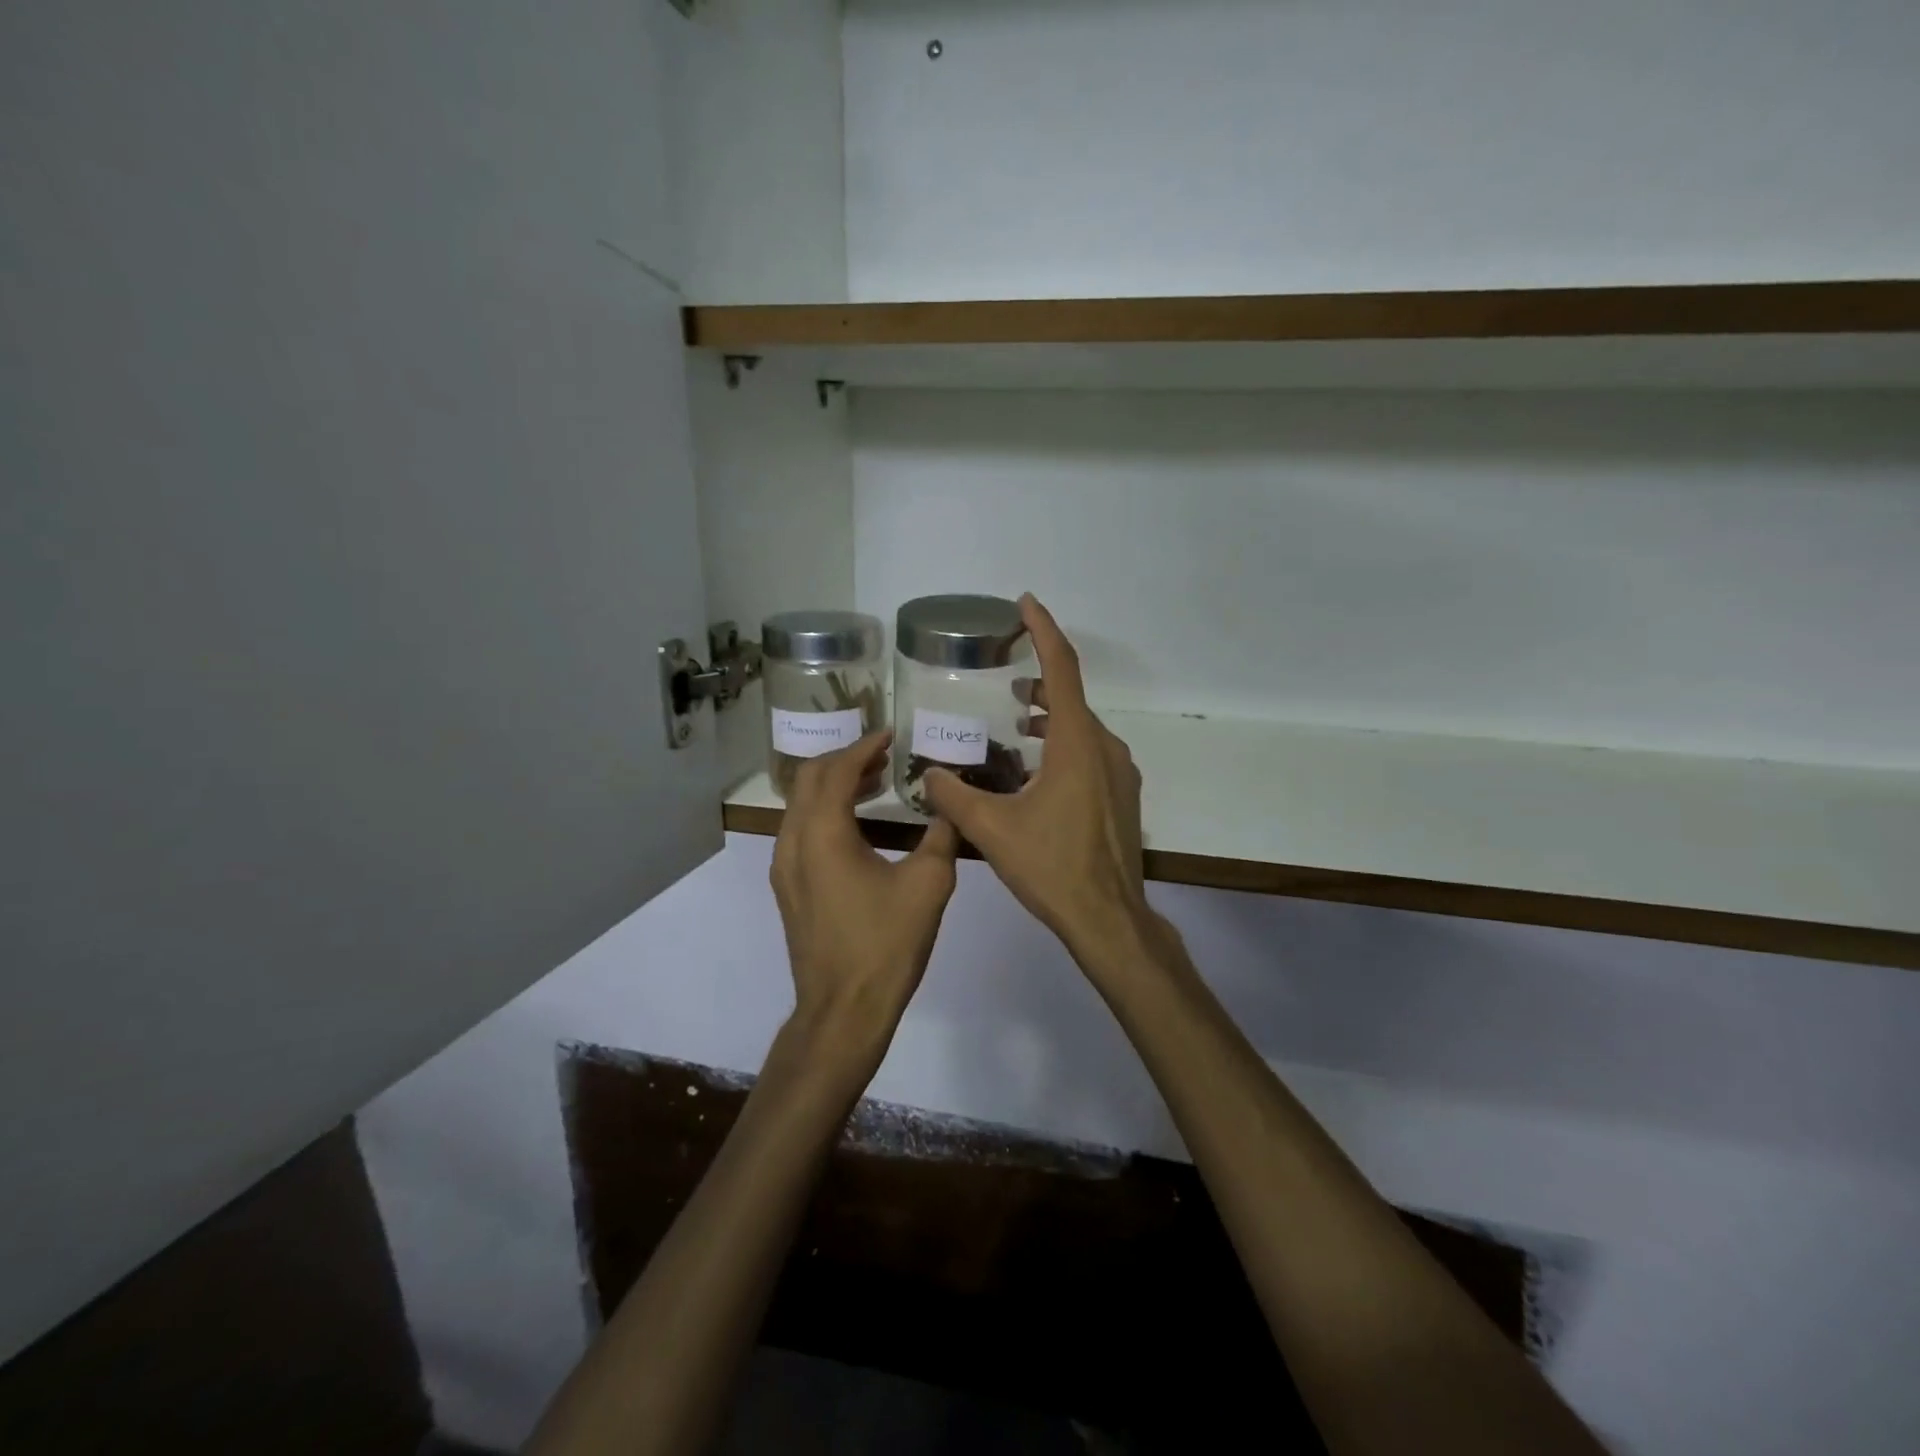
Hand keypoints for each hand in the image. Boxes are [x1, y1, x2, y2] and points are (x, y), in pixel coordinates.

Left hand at [771, 730, 959, 1078]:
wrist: (843, 1010)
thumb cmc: (886, 944)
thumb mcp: (928, 885)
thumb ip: (941, 835)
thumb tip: (950, 806)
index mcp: (822, 833)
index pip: (836, 770)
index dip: (863, 746)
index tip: (890, 735)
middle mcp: (793, 842)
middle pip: (808, 779)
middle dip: (844, 760)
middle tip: (883, 756)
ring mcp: (785, 867)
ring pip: (801, 806)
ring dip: (834, 786)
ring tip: (876, 783)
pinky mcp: (789, 888)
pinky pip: (802, 831)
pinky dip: (827, 813)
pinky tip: (860, 826)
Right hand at [922, 595, 1157, 977]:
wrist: (1107, 917)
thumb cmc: (1051, 866)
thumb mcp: (992, 829)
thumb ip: (954, 796)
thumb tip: (927, 775)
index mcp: (1076, 743)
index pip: (1062, 669)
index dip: (1044, 631)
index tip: (1026, 604)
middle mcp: (1104, 748)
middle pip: (1071, 698)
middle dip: (1040, 680)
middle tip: (1006, 680)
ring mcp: (1119, 773)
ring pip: (1082, 727)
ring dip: (1051, 716)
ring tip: (1018, 721)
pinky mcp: (1122, 796)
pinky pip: (1090, 753)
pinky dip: (1063, 744)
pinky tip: (1038, 770)